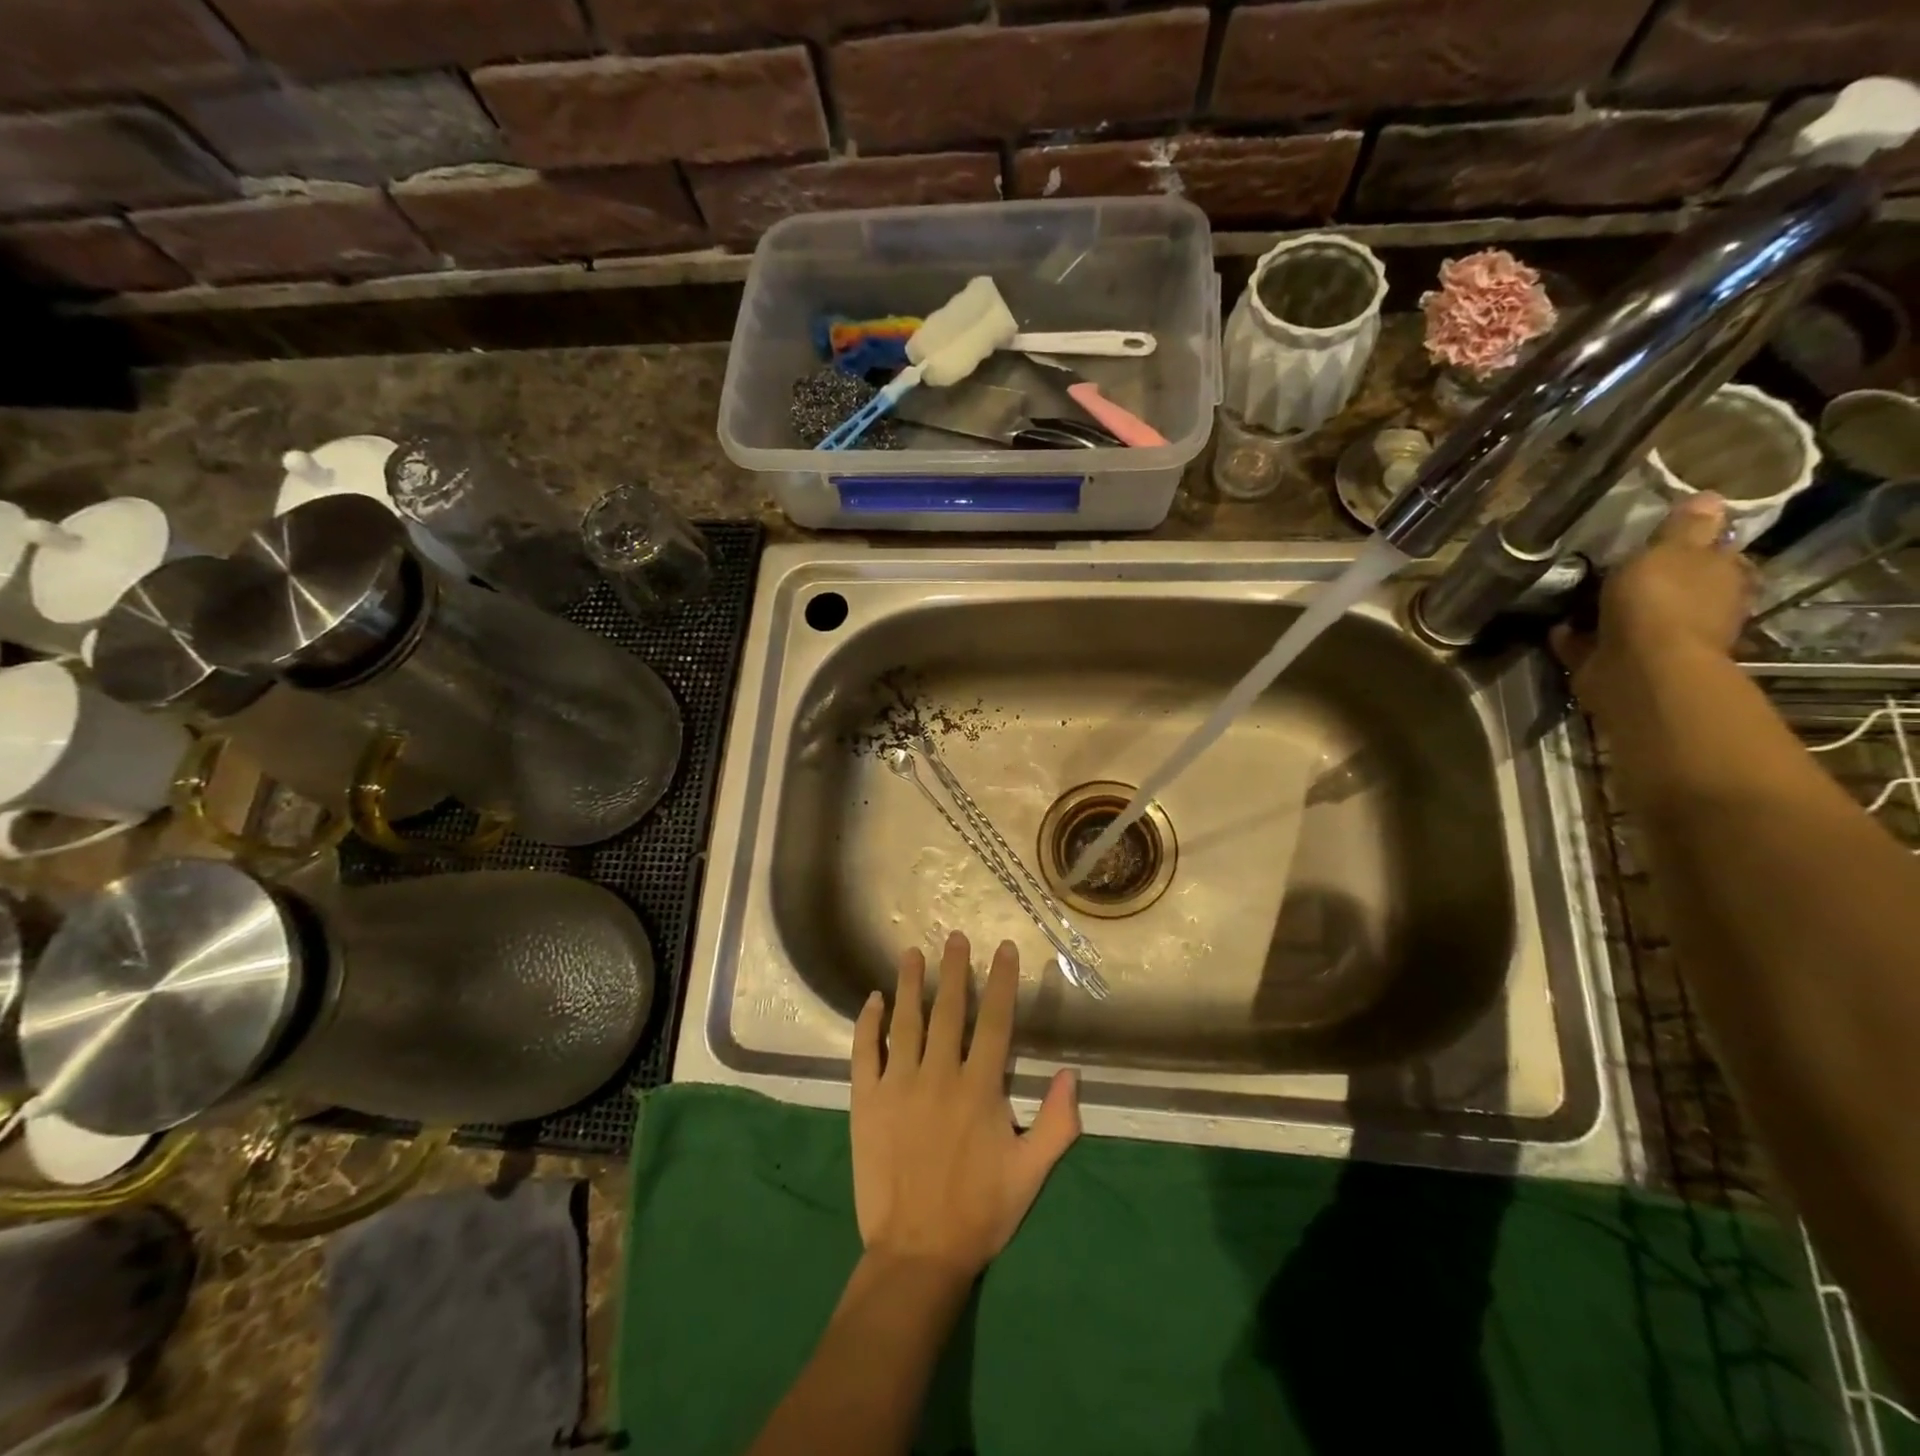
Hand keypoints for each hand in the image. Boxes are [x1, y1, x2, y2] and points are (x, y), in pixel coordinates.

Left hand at [850, 931, 1080, 1282]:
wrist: (917, 1252)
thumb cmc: (979, 1212)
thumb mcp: (1031, 1173)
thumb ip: (1058, 1123)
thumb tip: (1073, 1074)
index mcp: (979, 1088)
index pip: (994, 1021)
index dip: (1000, 981)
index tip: (1002, 948)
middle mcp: (938, 1075)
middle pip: (948, 1010)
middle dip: (954, 970)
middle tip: (955, 937)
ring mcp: (898, 1085)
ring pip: (905, 1021)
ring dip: (909, 983)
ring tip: (912, 952)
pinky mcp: (866, 1101)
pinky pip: (864, 1051)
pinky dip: (868, 1023)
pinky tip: (873, 1000)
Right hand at [1552, 492, 1754, 712]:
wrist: (1638, 668)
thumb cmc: (1661, 601)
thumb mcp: (1672, 550)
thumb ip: (1686, 527)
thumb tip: (1711, 497)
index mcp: (1721, 579)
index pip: (1717, 555)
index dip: (1695, 545)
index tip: (1664, 538)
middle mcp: (1698, 612)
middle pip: (1675, 589)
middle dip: (1649, 581)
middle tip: (1612, 566)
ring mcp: (1656, 642)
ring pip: (1632, 618)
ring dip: (1609, 611)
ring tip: (1575, 596)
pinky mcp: (1617, 664)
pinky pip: (1592, 645)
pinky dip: (1576, 637)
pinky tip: (1557, 628)